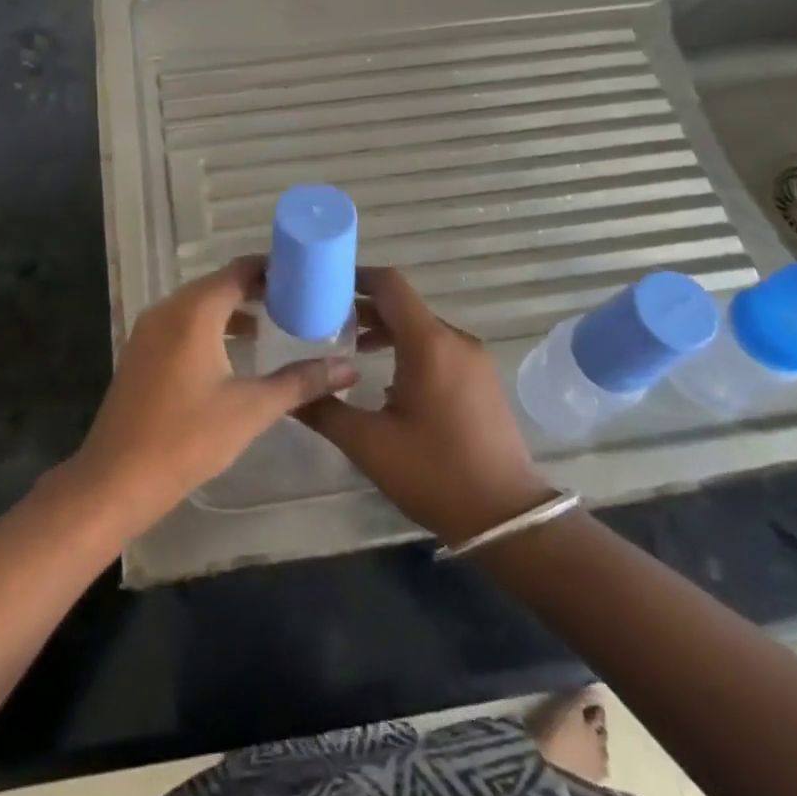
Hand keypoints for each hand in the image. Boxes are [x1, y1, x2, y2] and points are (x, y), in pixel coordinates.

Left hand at [68, 257, 356, 534]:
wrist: (115, 480)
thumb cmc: (186, 438)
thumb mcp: (251, 409)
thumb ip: (300, 382)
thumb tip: (348, 369)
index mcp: (194, 311)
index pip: (239, 271)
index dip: (273, 269)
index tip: (306, 276)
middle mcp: (168, 309)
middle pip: (219, 284)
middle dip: (257, 288)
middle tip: (298, 300)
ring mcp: (149, 330)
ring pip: (199, 304)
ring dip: (234, 308)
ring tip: (273, 322)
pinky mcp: (141, 351)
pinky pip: (182, 323)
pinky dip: (211, 325)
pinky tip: (234, 350)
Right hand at [298, 267, 551, 545]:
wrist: (506, 517)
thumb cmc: (434, 473)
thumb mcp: (368, 444)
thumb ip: (325, 410)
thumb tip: (290, 394)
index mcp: (428, 343)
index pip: (390, 285)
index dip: (356, 278)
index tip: (325, 286)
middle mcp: (454, 340)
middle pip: (404, 306)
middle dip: (364, 310)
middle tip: (326, 324)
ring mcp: (473, 359)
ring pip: (422, 328)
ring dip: (387, 332)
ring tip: (351, 352)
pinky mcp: (482, 379)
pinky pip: (439, 348)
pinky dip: (410, 349)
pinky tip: (388, 381)